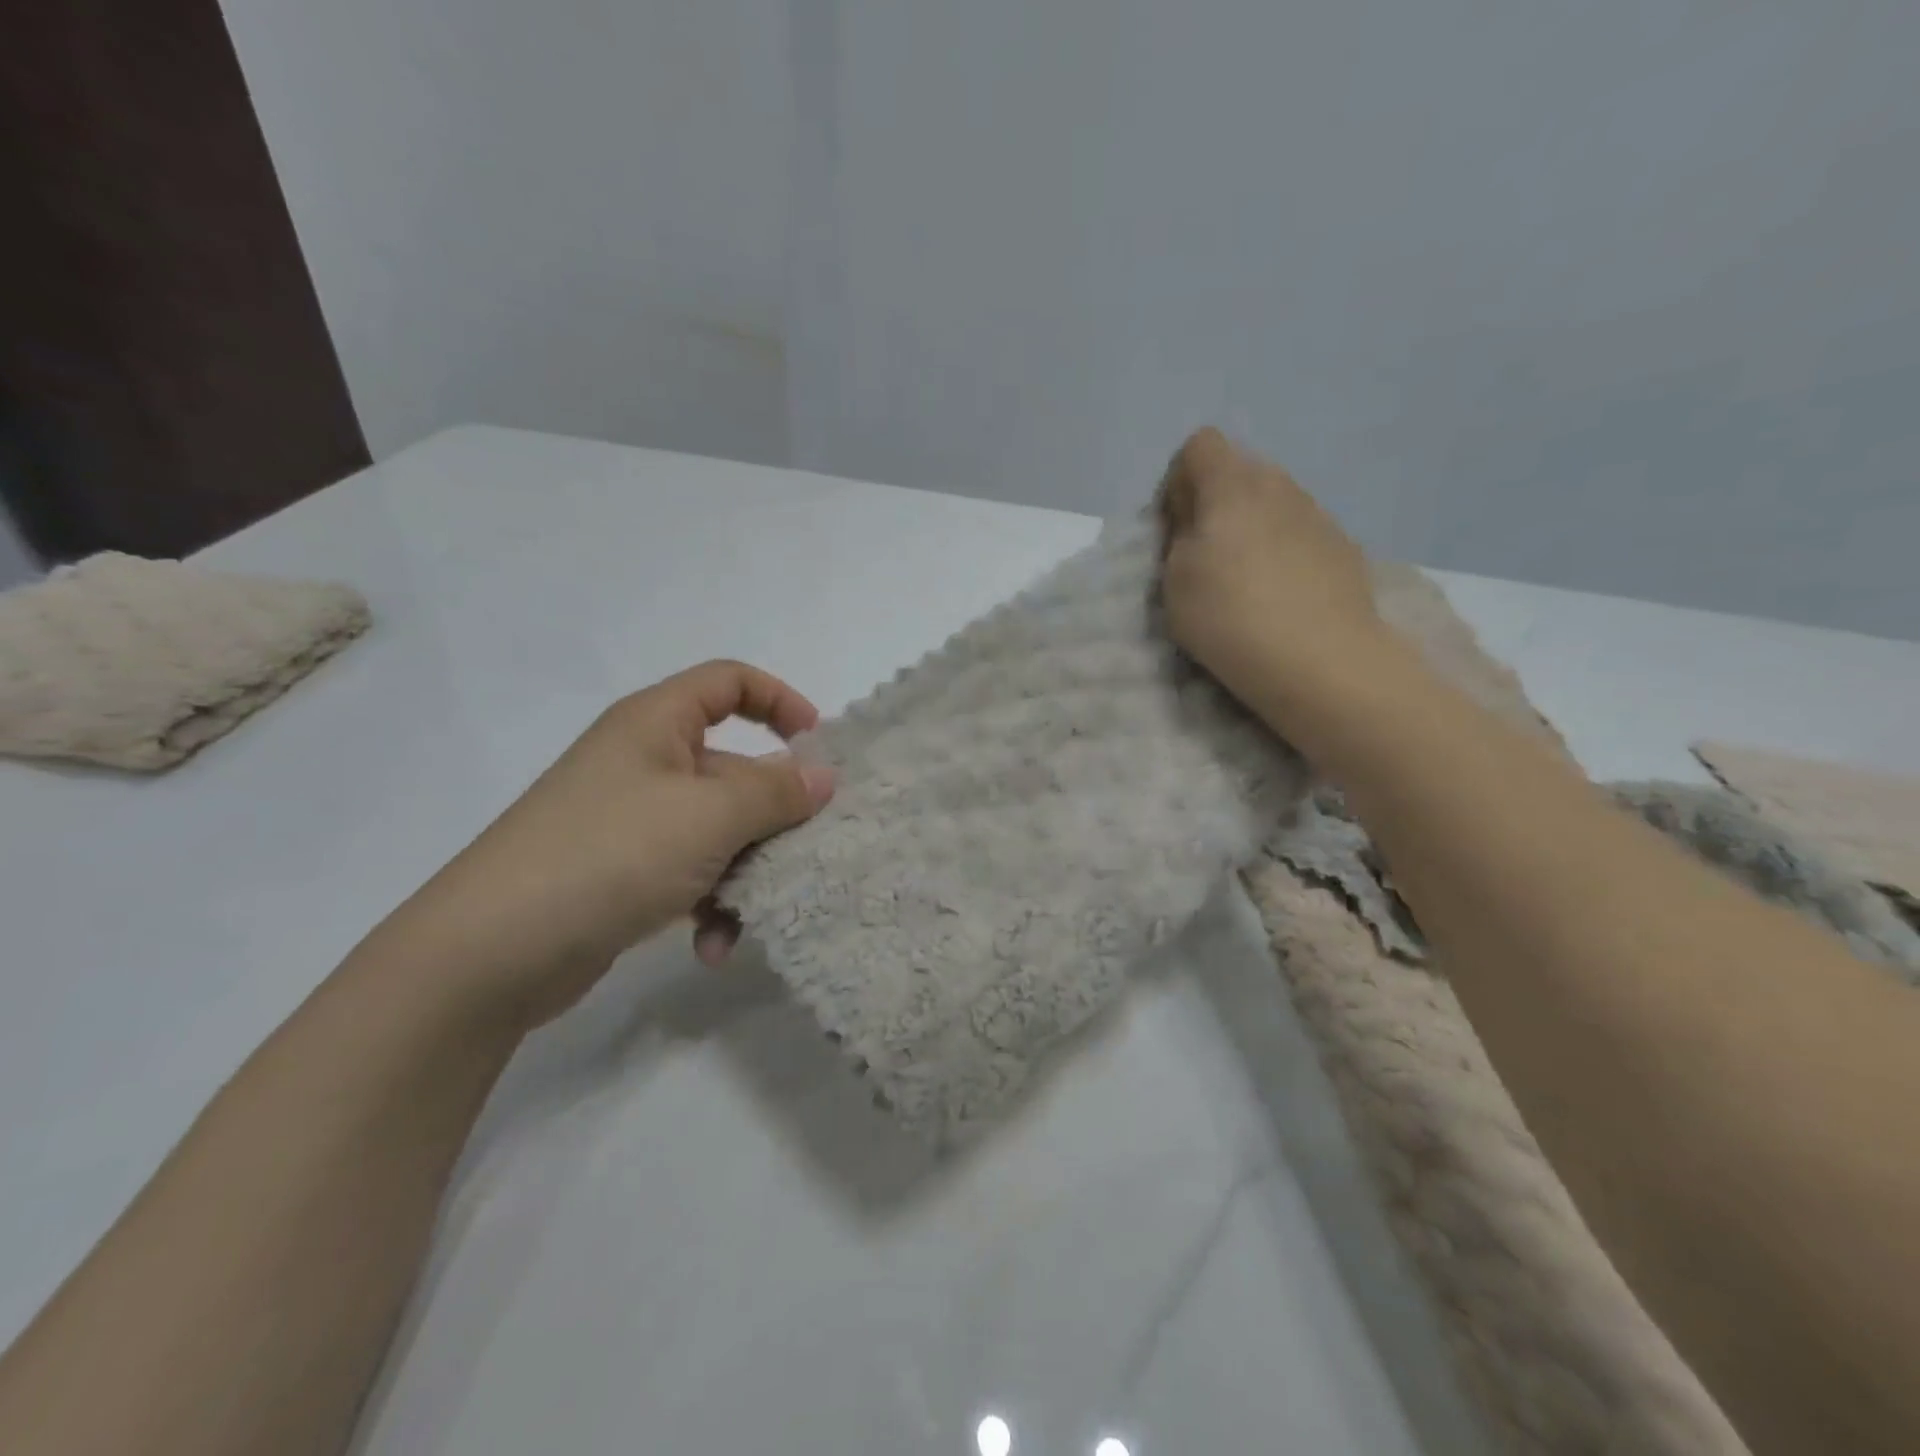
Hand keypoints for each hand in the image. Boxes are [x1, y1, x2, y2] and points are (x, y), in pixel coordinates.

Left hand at [377, 661, 835, 1027]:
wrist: (489, 954)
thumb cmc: (610, 854)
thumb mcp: (709, 815)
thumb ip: (775, 792)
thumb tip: (823, 776)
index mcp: (656, 725)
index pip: (728, 682)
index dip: (779, 700)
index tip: (817, 746)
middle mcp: (645, 764)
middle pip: (734, 769)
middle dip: (774, 814)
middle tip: (809, 849)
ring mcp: (634, 822)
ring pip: (719, 831)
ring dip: (745, 873)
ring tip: (753, 914)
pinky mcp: (625, 874)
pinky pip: (690, 875)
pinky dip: (710, 906)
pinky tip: (712, 947)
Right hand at [1159, 427, 1385, 711]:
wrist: (1321, 660)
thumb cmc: (1230, 618)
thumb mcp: (1174, 582)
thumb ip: (1178, 539)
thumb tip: (1194, 524)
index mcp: (1232, 486)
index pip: (1200, 445)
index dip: (1179, 480)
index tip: (1175, 527)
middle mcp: (1279, 486)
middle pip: (1239, 471)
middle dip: (1215, 503)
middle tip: (1205, 556)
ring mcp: (1318, 514)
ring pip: (1272, 502)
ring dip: (1251, 527)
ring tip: (1245, 580)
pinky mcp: (1343, 546)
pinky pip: (1300, 532)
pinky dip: (1283, 551)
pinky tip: (1281, 596)